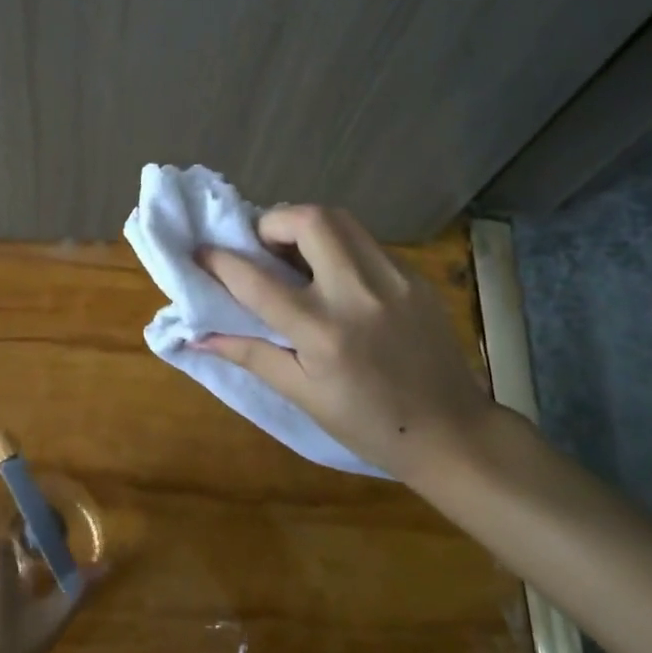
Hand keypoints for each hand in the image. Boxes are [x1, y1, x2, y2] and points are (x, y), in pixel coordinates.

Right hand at [194, 205, 491, 484]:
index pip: (257, 281)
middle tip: (262, 247)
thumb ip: (250, 355)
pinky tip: (335, 274)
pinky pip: (366, 241)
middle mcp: (357, 293)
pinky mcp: (415, 276)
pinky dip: (338, 244)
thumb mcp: (303, 395)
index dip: (220, 260)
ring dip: (306, 224)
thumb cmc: (369, 425)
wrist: (453, 433)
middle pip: (309, 220)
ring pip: (341, 219)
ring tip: (294, 253)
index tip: (201, 251)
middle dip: (273, 222)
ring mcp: (393, 279)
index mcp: (323, 332)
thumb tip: (197, 336)